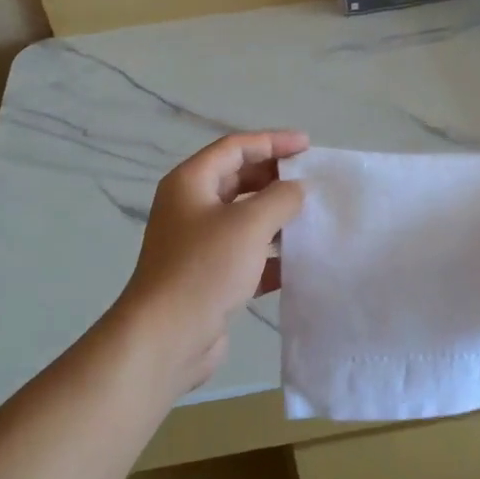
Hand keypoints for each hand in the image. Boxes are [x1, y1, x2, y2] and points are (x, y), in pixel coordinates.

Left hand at [115, 130, 307, 393]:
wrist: (167, 337)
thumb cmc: (205, 268)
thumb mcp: (249, 224)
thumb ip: (280, 198)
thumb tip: (297, 190)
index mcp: (191, 183)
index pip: (235, 148)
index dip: (272, 141)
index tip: (308, 146)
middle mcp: (191, 207)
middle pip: (238, 180)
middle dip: (275, 178)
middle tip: (312, 182)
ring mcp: (198, 244)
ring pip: (244, 219)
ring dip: (276, 217)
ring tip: (313, 218)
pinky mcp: (209, 277)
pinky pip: (246, 254)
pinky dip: (271, 254)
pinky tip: (299, 261)